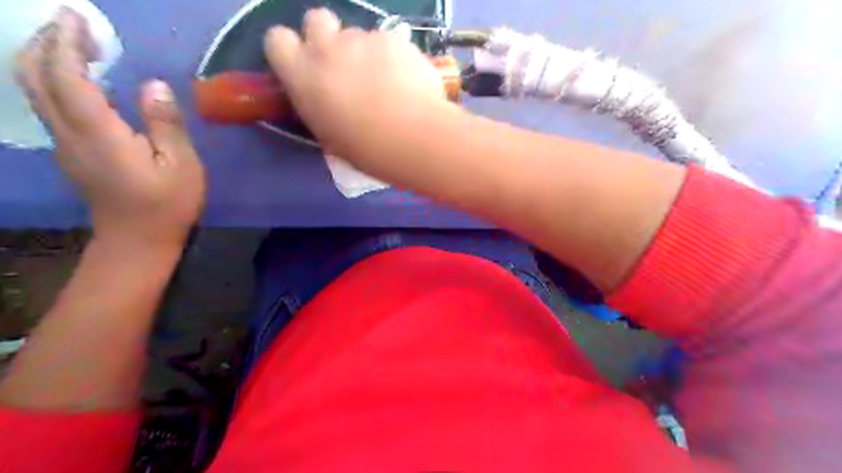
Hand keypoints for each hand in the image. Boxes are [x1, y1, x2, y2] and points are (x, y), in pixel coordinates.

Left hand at [16, 9, 204, 248]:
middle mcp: (69, 133)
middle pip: (34, 75)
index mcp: (99, 134)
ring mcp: (64, 143)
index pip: (67, 76)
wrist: (138, 240)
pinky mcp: (69, 152)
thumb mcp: (182, 165)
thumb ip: (166, 124)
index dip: (67, 42)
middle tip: (75, 25)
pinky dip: (55, 79)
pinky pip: (48, 103)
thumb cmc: (167, 204)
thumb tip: (154, 85)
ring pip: (34, 89)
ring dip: (46, 58)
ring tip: (78, 44)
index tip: (77, 16)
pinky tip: (82, 79)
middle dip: (46, 42)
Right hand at [264, 8, 450, 158]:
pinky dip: (393, 56)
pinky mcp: (392, 38)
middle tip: (345, 66)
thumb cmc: (366, 150)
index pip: (276, 39)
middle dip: (326, 36)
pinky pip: (387, 41)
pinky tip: (407, 81)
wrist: (410, 137)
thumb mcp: (330, 136)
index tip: (305, 65)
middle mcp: (325, 48)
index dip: (291, 49)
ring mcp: (361, 39)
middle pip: (316, 19)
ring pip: (357, 34)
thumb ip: (322, 107)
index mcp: (301, 75)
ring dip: (364, 52)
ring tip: (386, 82)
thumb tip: (329, 102)